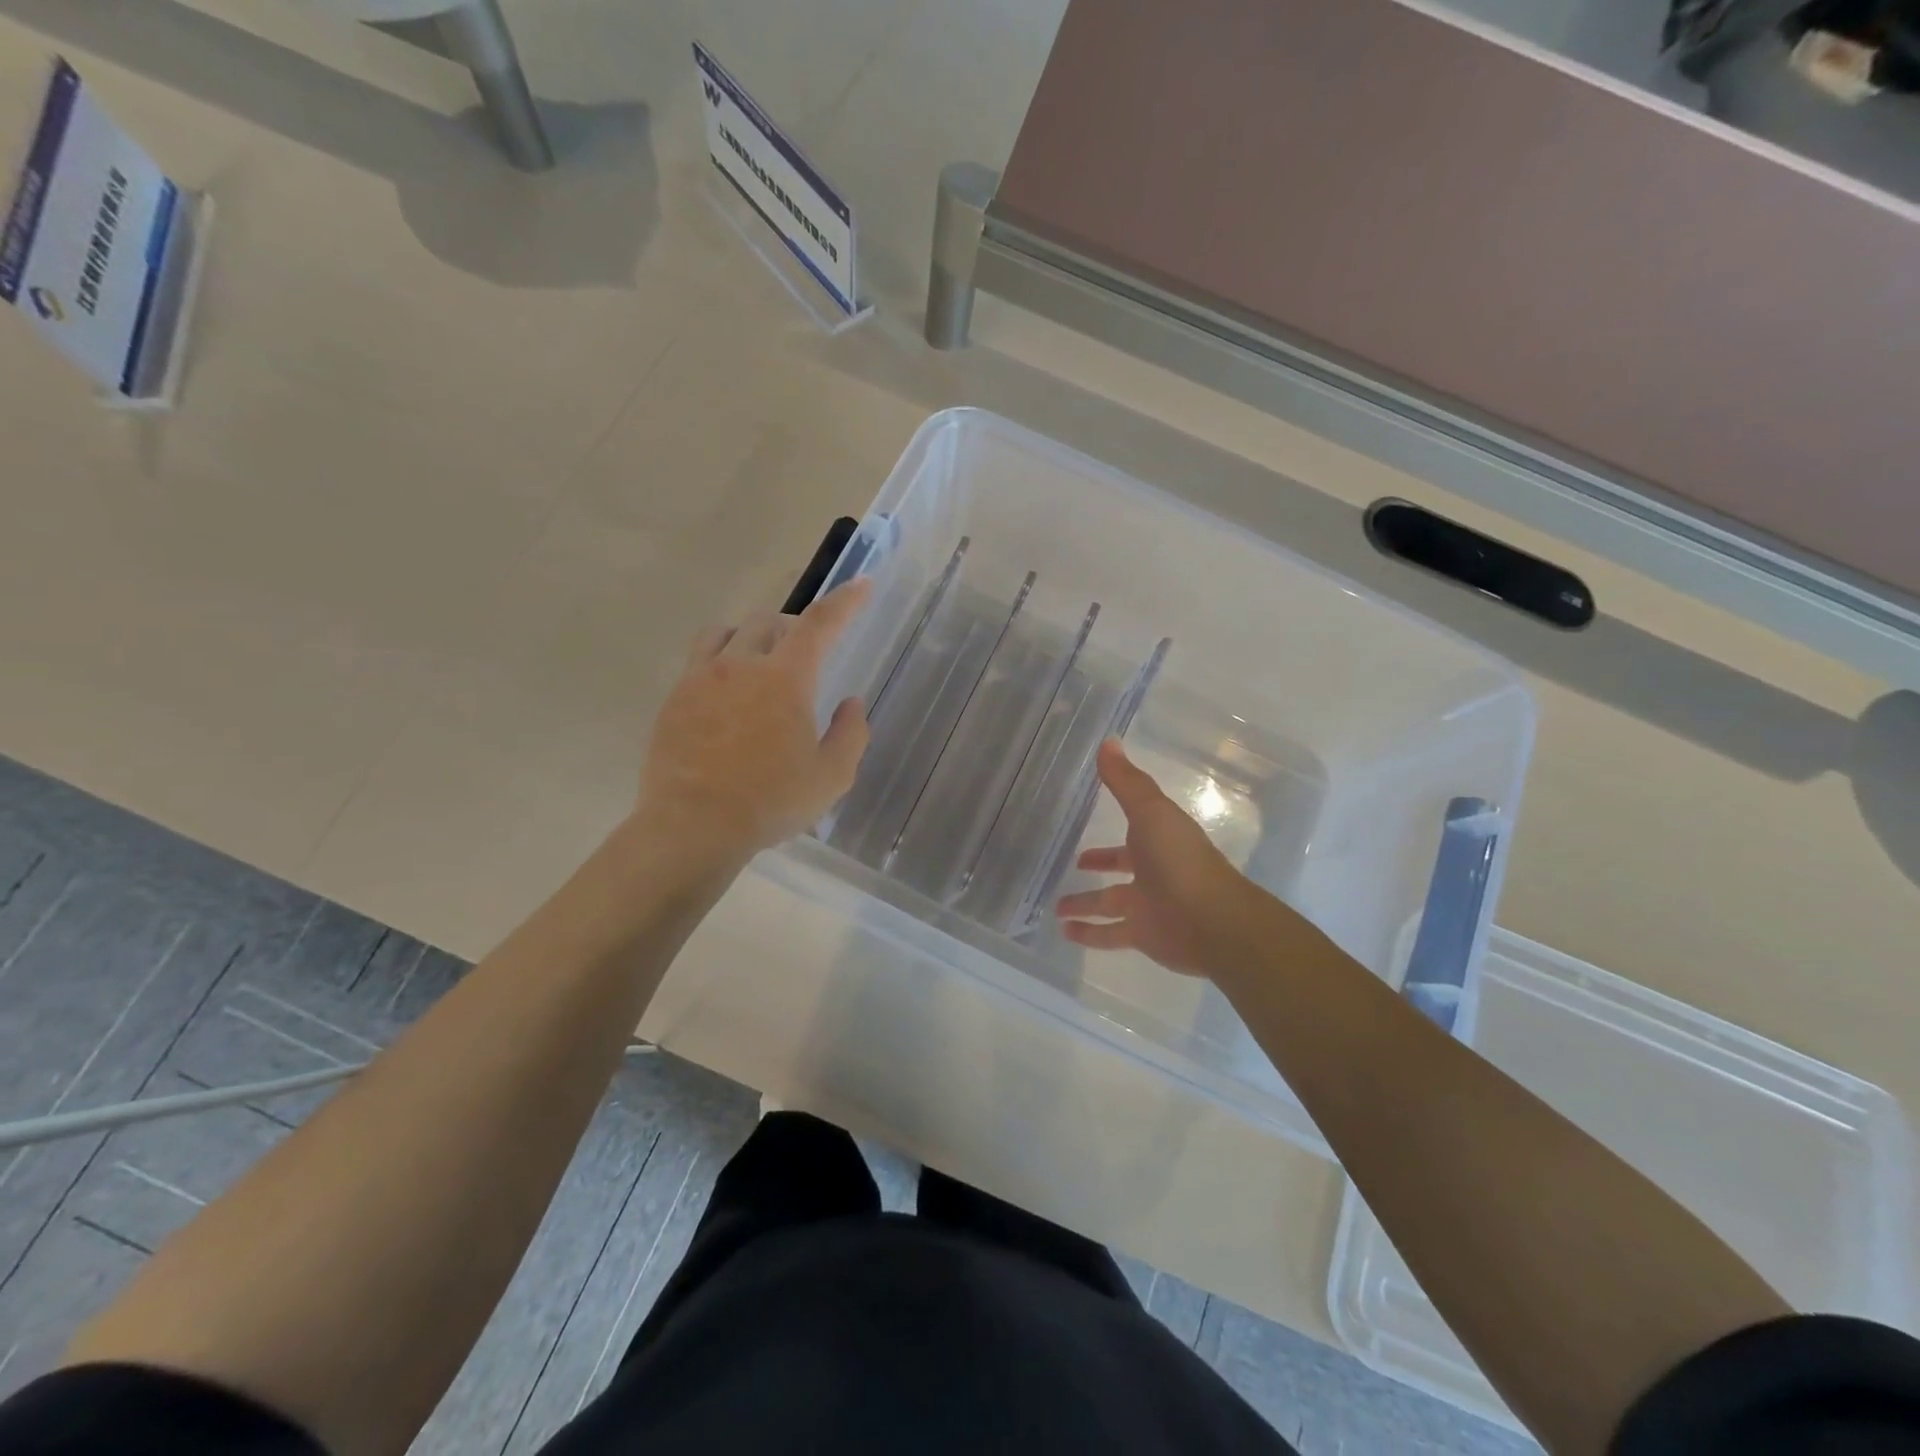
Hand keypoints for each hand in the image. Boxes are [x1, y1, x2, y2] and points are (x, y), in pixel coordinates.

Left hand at [637, 578, 871, 861]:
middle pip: (769, 622)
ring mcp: (700, 678)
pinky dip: (720, 660)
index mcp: (785, 679)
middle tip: (805, 654)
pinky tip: (726, 693)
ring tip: (760, 662)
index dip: (845, 601)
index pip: (820, 625)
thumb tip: (851, 703)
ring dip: (751, 637)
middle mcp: (741, 665)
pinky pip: (698, 659)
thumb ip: (851, 734)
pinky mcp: (674, 698)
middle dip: (794, 628)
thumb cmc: (771, 802)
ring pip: (727, 632)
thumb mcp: (831, 776)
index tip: (862, 584)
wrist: (693, 826)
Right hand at [1055, 740, 1260, 977]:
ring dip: (1084, 905)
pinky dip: (1088, 934)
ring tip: (1055, 908)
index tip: (1090, 827)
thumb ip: (1125, 781)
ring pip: (1109, 904)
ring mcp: (1148, 906)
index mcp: (1158, 839)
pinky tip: (1064, 933)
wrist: (1211, 920)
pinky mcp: (1143, 935)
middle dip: (1100, 866)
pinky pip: (1109, 934)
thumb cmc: (1179, 859)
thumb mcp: (1149, 812)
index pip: (1132, 831)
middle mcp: (1153, 871)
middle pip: (1121, 868)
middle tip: (1075, 864)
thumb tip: (1108, 741)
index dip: (1115, 825)